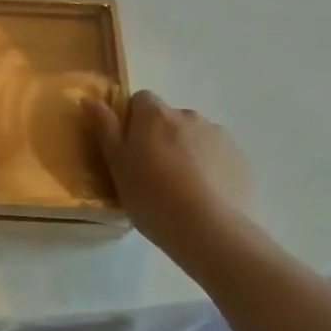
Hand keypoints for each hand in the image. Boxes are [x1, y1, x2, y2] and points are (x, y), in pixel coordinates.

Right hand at [86, 91, 254, 255]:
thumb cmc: (152, 196)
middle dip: (161, 138)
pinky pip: (218, 157)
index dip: (133, 121)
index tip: (130, 150)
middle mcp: (188, 115)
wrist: (212, 232)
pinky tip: (205, 198)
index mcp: (155, 114)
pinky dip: (210, 169)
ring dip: (187, 152)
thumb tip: (90, 98)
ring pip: (195, 137)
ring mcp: (219, 136)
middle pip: (169, 119)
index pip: (140, 100)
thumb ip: (104, 128)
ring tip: (182, 190)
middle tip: (153, 175)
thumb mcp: (117, 165)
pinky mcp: (241, 160)